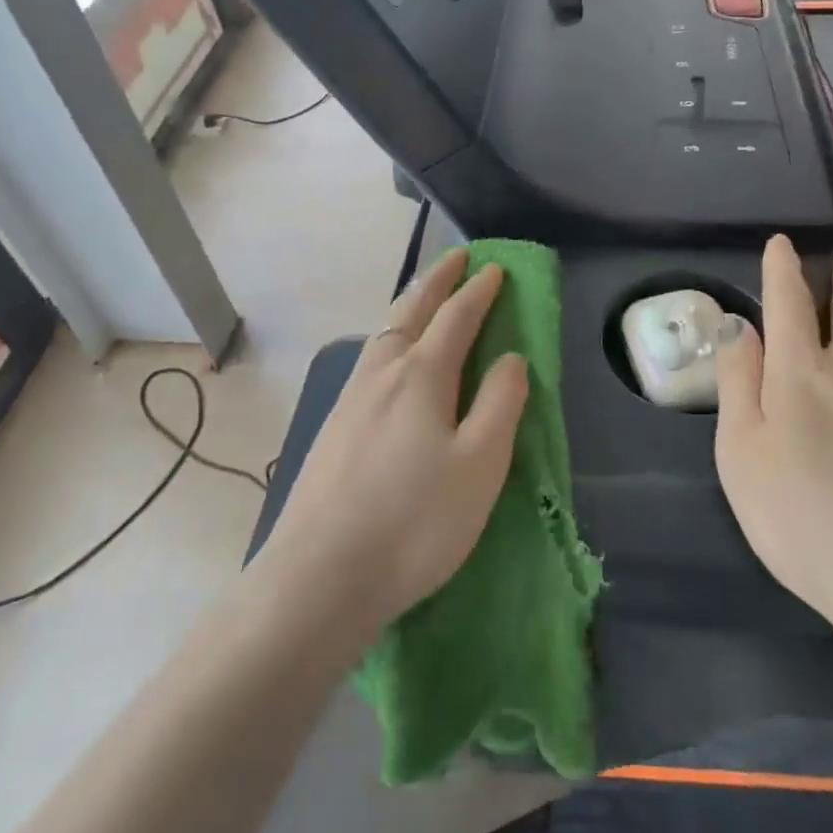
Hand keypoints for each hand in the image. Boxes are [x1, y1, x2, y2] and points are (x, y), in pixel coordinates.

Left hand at [256, 249, 527, 649]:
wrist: (321, 575)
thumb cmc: (415, 520)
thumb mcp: (480, 464)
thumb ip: (500, 404)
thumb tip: (511, 357)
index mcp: (422, 375)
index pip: (457, 318)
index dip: (478, 291)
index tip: (495, 269)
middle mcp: (382, 373)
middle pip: (411, 312)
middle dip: (437, 281)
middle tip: (455, 257)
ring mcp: (350, 398)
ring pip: (383, 333)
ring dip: (408, 305)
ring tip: (422, 295)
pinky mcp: (332, 426)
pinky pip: (368, 358)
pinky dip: (388, 337)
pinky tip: (386, 356)